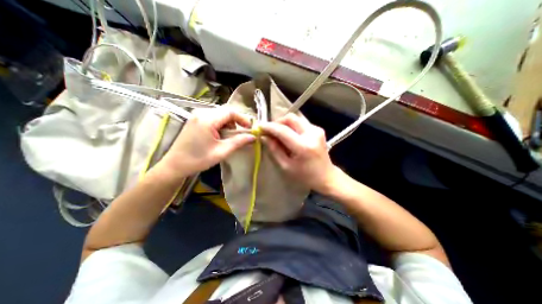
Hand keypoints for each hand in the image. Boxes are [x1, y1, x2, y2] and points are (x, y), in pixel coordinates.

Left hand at [152, 107, 253, 182]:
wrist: (175, 165)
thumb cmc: (198, 159)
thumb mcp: (221, 151)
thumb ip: (238, 142)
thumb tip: (253, 137)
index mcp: (207, 119)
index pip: (230, 112)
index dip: (243, 119)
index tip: (249, 129)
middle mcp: (201, 113)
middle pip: (225, 112)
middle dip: (235, 122)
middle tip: (239, 135)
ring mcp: (197, 115)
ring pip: (220, 114)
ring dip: (228, 124)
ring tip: (228, 137)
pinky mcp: (195, 120)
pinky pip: (213, 117)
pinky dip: (221, 125)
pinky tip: (219, 135)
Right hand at [261, 113, 339, 192]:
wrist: (326, 176)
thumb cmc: (305, 176)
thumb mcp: (286, 166)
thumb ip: (274, 150)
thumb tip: (264, 137)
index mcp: (303, 147)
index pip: (283, 130)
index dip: (270, 127)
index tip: (260, 127)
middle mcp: (312, 134)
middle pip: (290, 118)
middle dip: (277, 122)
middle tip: (269, 130)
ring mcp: (317, 130)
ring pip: (295, 119)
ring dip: (284, 124)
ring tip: (277, 133)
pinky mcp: (318, 129)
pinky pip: (300, 123)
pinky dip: (291, 126)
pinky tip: (288, 135)